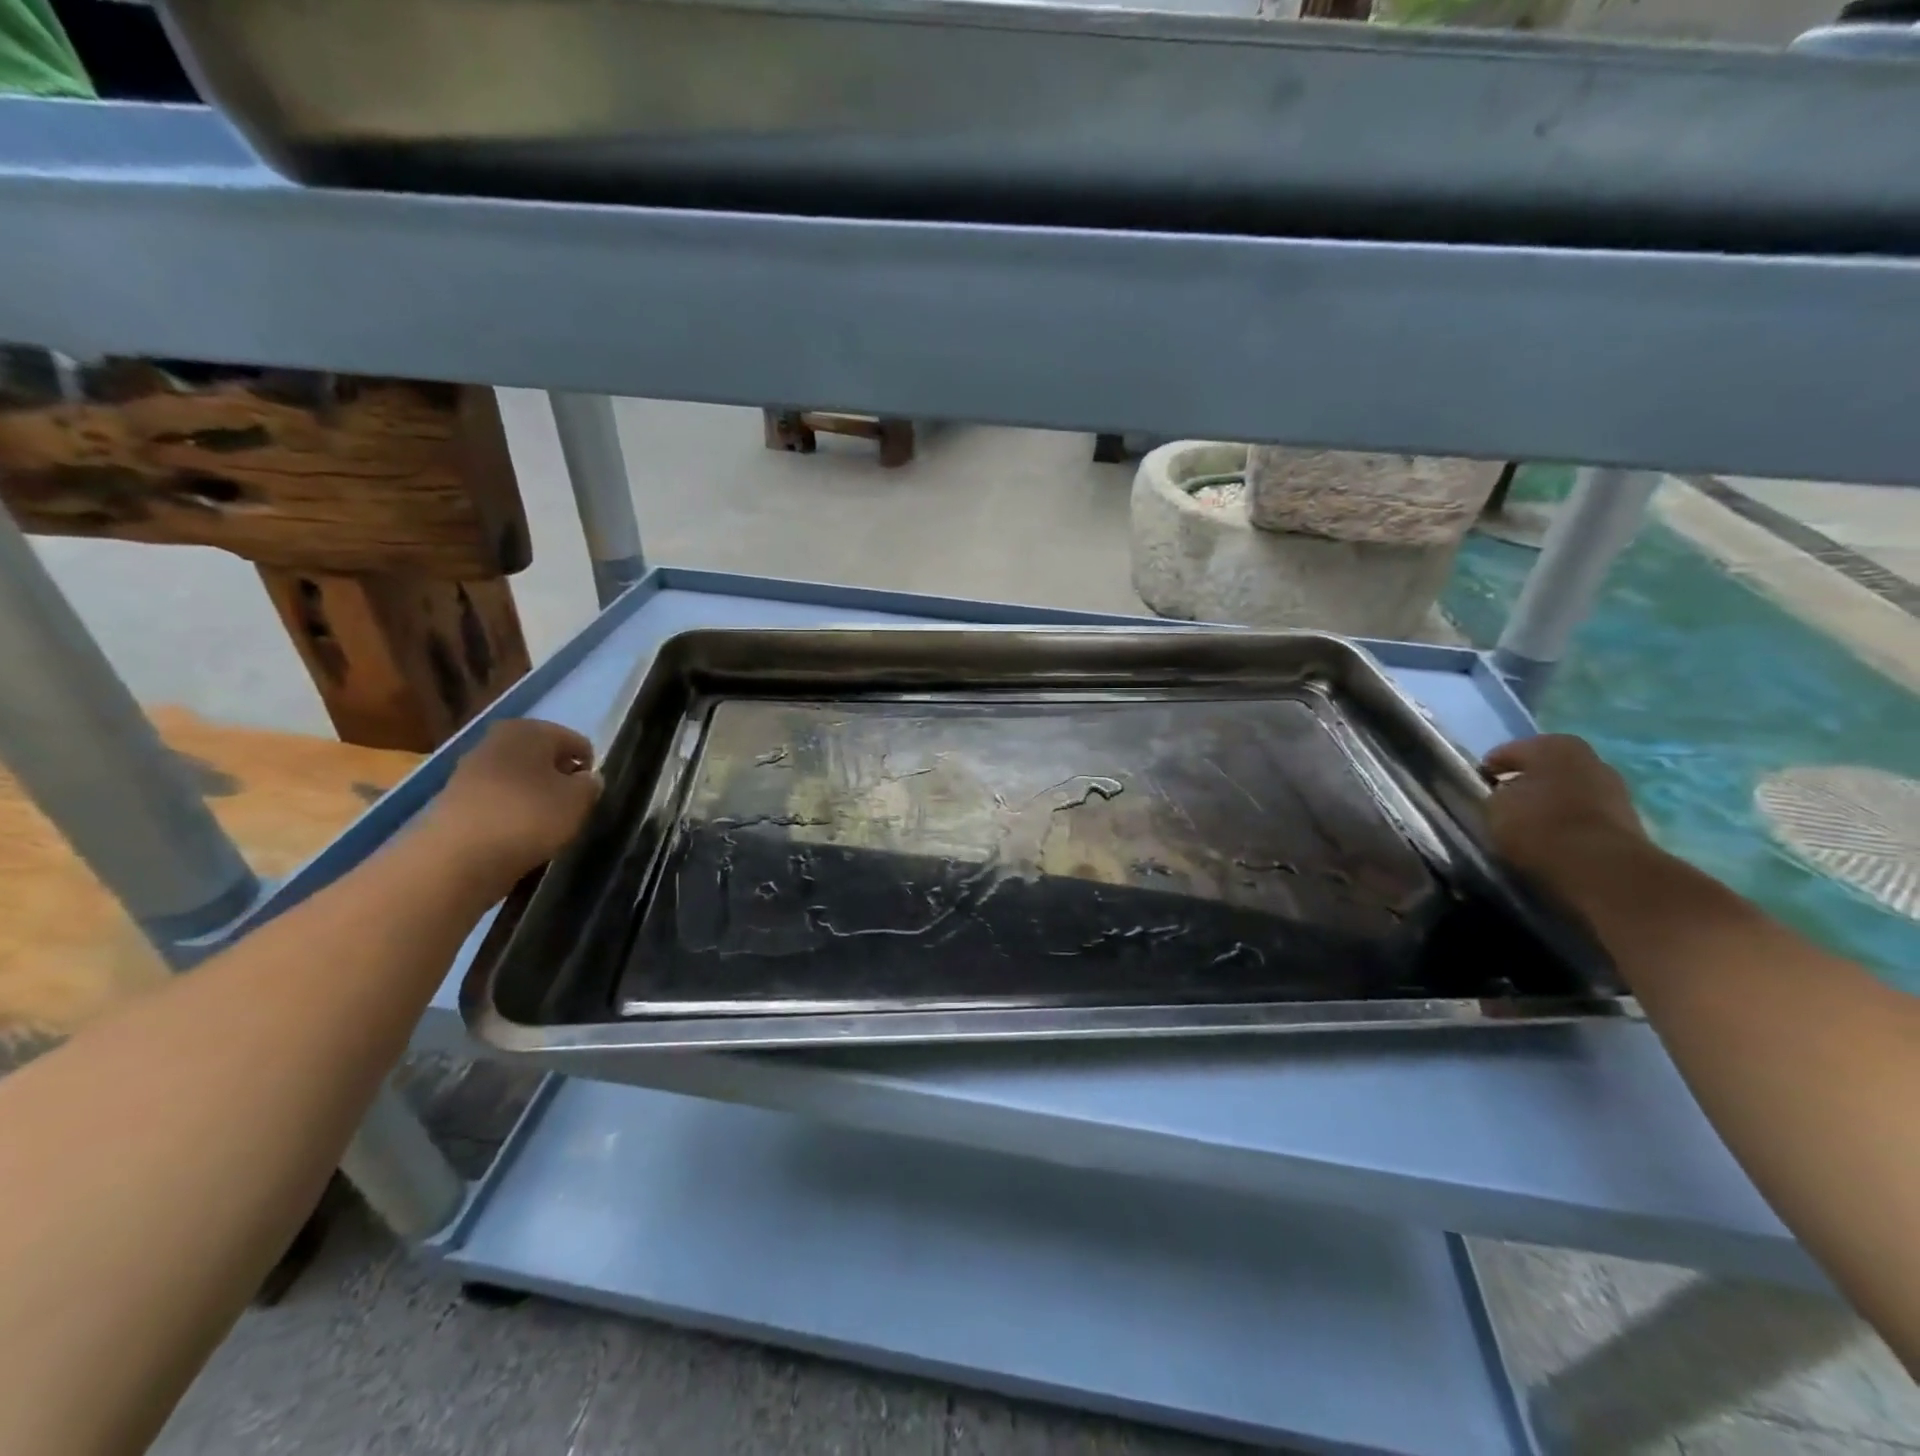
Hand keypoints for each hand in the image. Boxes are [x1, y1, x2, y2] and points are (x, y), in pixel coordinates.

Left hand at [421, 719, 600, 892]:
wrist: (455, 858)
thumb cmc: (528, 816)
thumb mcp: (579, 800)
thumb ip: (591, 784)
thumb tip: (587, 779)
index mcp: (530, 729)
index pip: (577, 742)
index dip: (588, 769)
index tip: (589, 797)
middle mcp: (497, 739)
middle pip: (544, 758)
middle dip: (559, 780)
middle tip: (568, 810)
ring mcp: (471, 769)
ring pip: (520, 780)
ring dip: (535, 798)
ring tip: (543, 827)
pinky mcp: (455, 800)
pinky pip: (499, 801)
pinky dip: (511, 814)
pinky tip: (515, 836)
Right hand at [1482, 734, 1647, 902]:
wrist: (1599, 867)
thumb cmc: (1537, 824)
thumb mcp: (1493, 807)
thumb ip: (1494, 795)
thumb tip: (1501, 797)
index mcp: (1553, 745)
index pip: (1507, 754)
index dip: (1488, 772)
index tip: (1476, 792)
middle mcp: (1589, 758)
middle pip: (1544, 769)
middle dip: (1525, 784)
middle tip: (1502, 806)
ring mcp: (1614, 789)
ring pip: (1567, 792)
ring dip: (1549, 804)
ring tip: (1526, 828)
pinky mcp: (1628, 819)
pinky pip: (1584, 815)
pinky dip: (1568, 823)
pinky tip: (1551, 840)